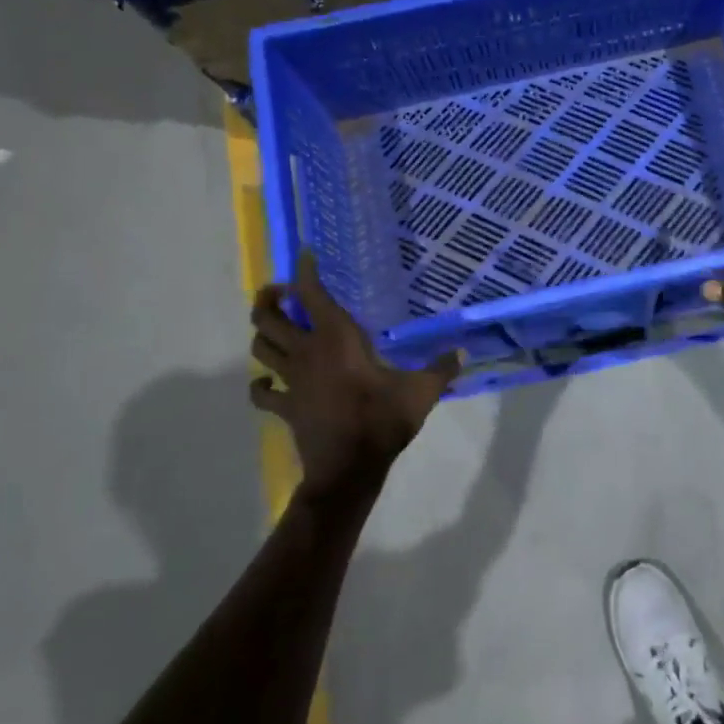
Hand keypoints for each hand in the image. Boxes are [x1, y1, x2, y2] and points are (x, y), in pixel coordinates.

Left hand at [250, 253, 461, 503]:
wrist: (349, 469)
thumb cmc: (382, 420)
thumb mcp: (421, 392)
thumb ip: (441, 368)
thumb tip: (463, 352)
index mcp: (336, 339)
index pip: (311, 294)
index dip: (305, 270)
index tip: (307, 254)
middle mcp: (307, 352)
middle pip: (268, 317)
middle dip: (269, 298)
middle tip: (283, 292)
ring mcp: (291, 381)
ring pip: (260, 348)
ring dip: (263, 334)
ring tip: (276, 327)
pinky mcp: (285, 407)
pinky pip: (262, 392)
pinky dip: (261, 384)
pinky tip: (269, 381)